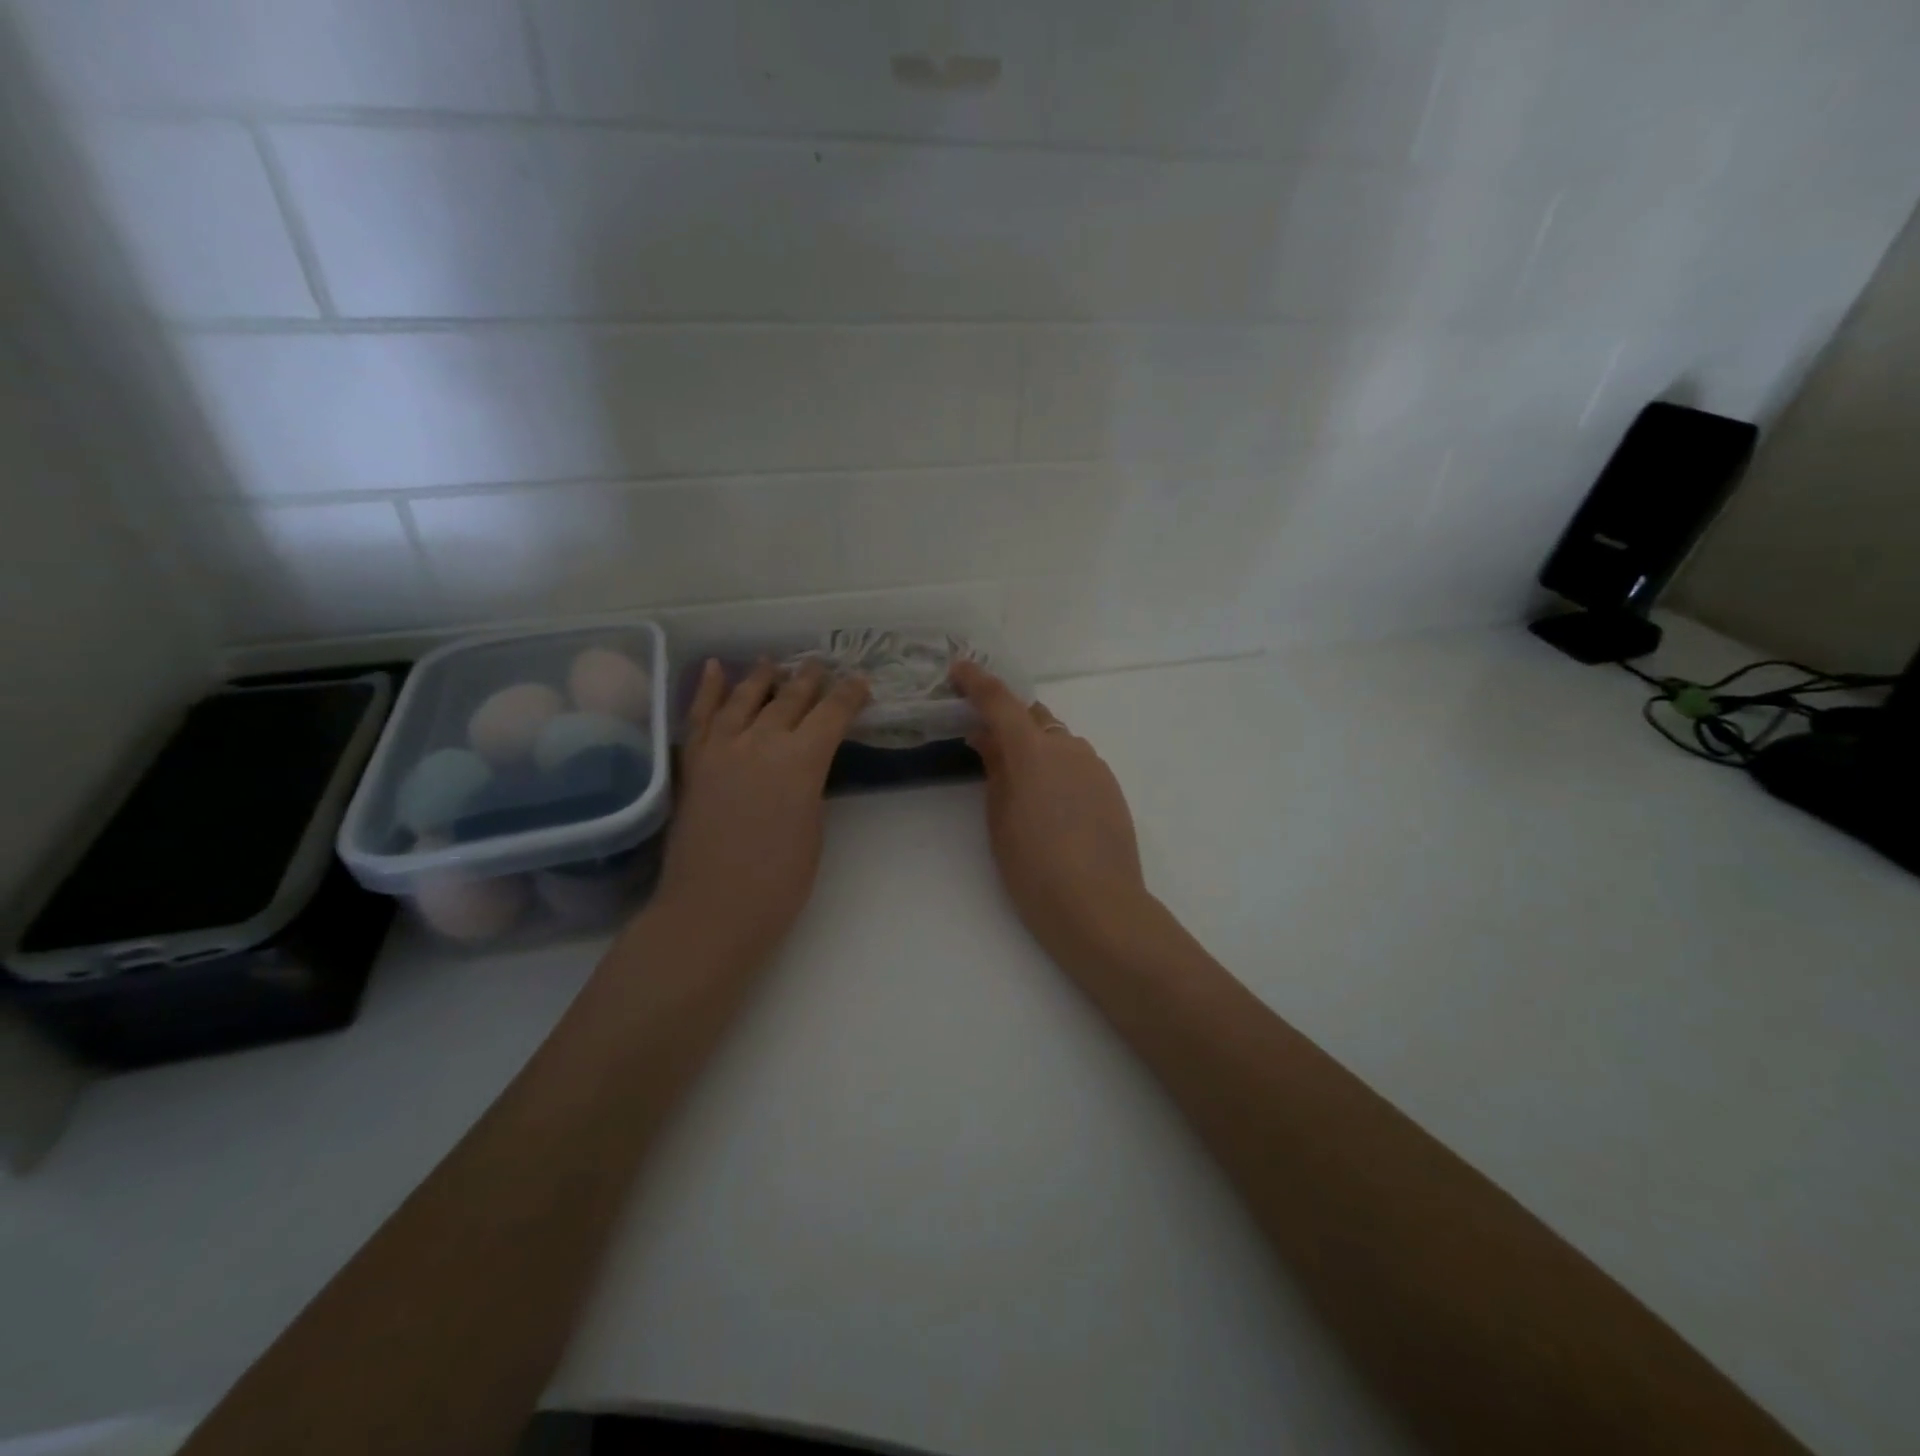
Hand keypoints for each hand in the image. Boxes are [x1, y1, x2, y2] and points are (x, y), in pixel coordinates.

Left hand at [648, 658, 868, 974]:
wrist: (712, 908)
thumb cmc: (779, 881)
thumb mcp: (814, 828)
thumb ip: (810, 785)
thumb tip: (804, 765)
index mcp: (802, 761)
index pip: (832, 714)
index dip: (849, 695)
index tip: (860, 682)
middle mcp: (761, 742)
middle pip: (790, 698)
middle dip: (810, 680)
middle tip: (821, 665)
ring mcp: (721, 748)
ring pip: (745, 698)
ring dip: (763, 676)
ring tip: (773, 662)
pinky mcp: (693, 762)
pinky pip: (700, 715)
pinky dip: (709, 689)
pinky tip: (715, 668)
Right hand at [952, 661, 1154, 968]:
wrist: (1098, 906)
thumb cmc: (1034, 868)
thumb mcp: (1000, 820)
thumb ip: (995, 770)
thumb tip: (987, 738)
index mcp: (1032, 751)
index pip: (1000, 702)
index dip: (977, 682)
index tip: (959, 669)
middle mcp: (1067, 747)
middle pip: (1033, 718)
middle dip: (1009, 723)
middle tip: (987, 745)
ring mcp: (1094, 765)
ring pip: (1058, 741)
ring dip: (1036, 748)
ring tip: (1022, 786)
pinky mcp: (1111, 786)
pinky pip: (1077, 763)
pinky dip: (1058, 769)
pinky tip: (1053, 805)